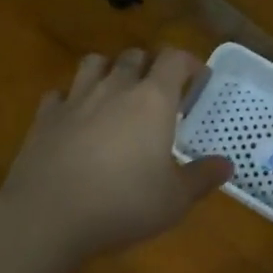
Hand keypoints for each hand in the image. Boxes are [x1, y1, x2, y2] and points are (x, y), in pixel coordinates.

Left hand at [0, 47, 231, 261]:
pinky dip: (70, 99)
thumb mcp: (174, 200)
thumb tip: (227, 165)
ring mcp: (76, 99)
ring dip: (109, 69)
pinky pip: (59, 94)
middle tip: (158, 90)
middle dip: (150, 65)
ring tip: (115, 91)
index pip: (174, 59)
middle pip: (135, 55)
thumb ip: (202, 178)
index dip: (188, 63)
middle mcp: (116, 88)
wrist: (47, 216)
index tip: (197, 79)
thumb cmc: (122, 204)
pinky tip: (74, 117)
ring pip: (94, 63)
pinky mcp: (45, 117)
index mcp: (153, 99)